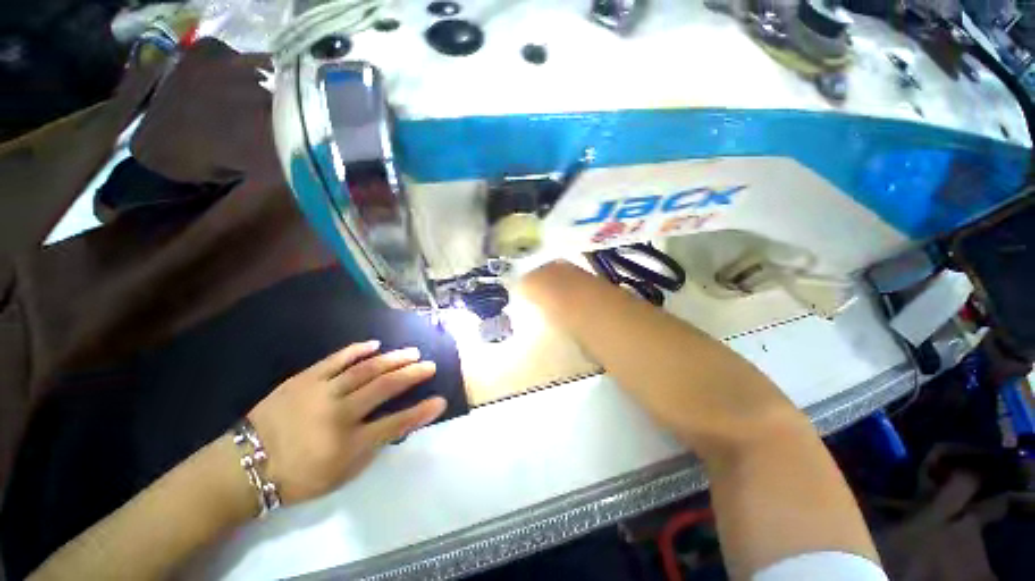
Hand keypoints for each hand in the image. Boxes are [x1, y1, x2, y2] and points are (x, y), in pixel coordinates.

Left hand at [247, 341, 446, 503]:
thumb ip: (371, 447)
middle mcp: (338, 414)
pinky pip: (335, 360)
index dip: (421, 412)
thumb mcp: (341, 474)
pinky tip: (375, 344)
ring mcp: (320, 392)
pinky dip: (357, 350)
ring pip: (365, 370)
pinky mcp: (304, 379)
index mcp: (347, 443)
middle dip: (412, 375)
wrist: (247, 464)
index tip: (441, 401)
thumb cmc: (298, 476)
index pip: (395, 424)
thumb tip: (397, 423)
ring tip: (412, 352)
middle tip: (430, 365)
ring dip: (393, 359)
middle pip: (383, 388)